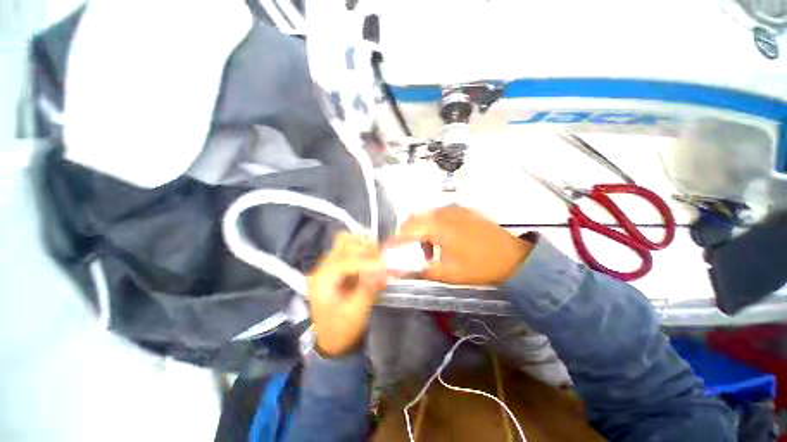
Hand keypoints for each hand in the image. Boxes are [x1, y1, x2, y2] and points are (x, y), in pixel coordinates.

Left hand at [307, 233, 386, 357]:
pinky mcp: (339, 267)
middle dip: (367, 249)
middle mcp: (324, 267)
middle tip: (384, 261)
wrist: (331, 340)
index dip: (367, 262)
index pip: (345, 261)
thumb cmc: (341, 329)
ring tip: (380, 258)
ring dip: (366, 246)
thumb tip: (382, 269)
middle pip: (344, 243)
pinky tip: (376, 259)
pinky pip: (352, 249)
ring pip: (348, 242)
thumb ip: (367, 288)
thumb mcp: (355, 313)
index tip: (385, 266)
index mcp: (322, 280)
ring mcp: (331, 265)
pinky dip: (365, 250)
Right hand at [388, 206, 532, 284]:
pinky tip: (441, 239)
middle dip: (406, 234)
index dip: (395, 240)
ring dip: (420, 230)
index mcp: (438, 226)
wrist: (513, 258)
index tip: (388, 250)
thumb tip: (400, 271)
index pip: (407, 229)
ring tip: (426, 248)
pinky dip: (433, 225)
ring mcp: (455, 209)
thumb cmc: (479, 266)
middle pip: (415, 218)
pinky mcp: (464, 211)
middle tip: (406, 250)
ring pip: (427, 215)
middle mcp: (444, 212)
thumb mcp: (447, 273)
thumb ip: (421, 270)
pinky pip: (440, 214)